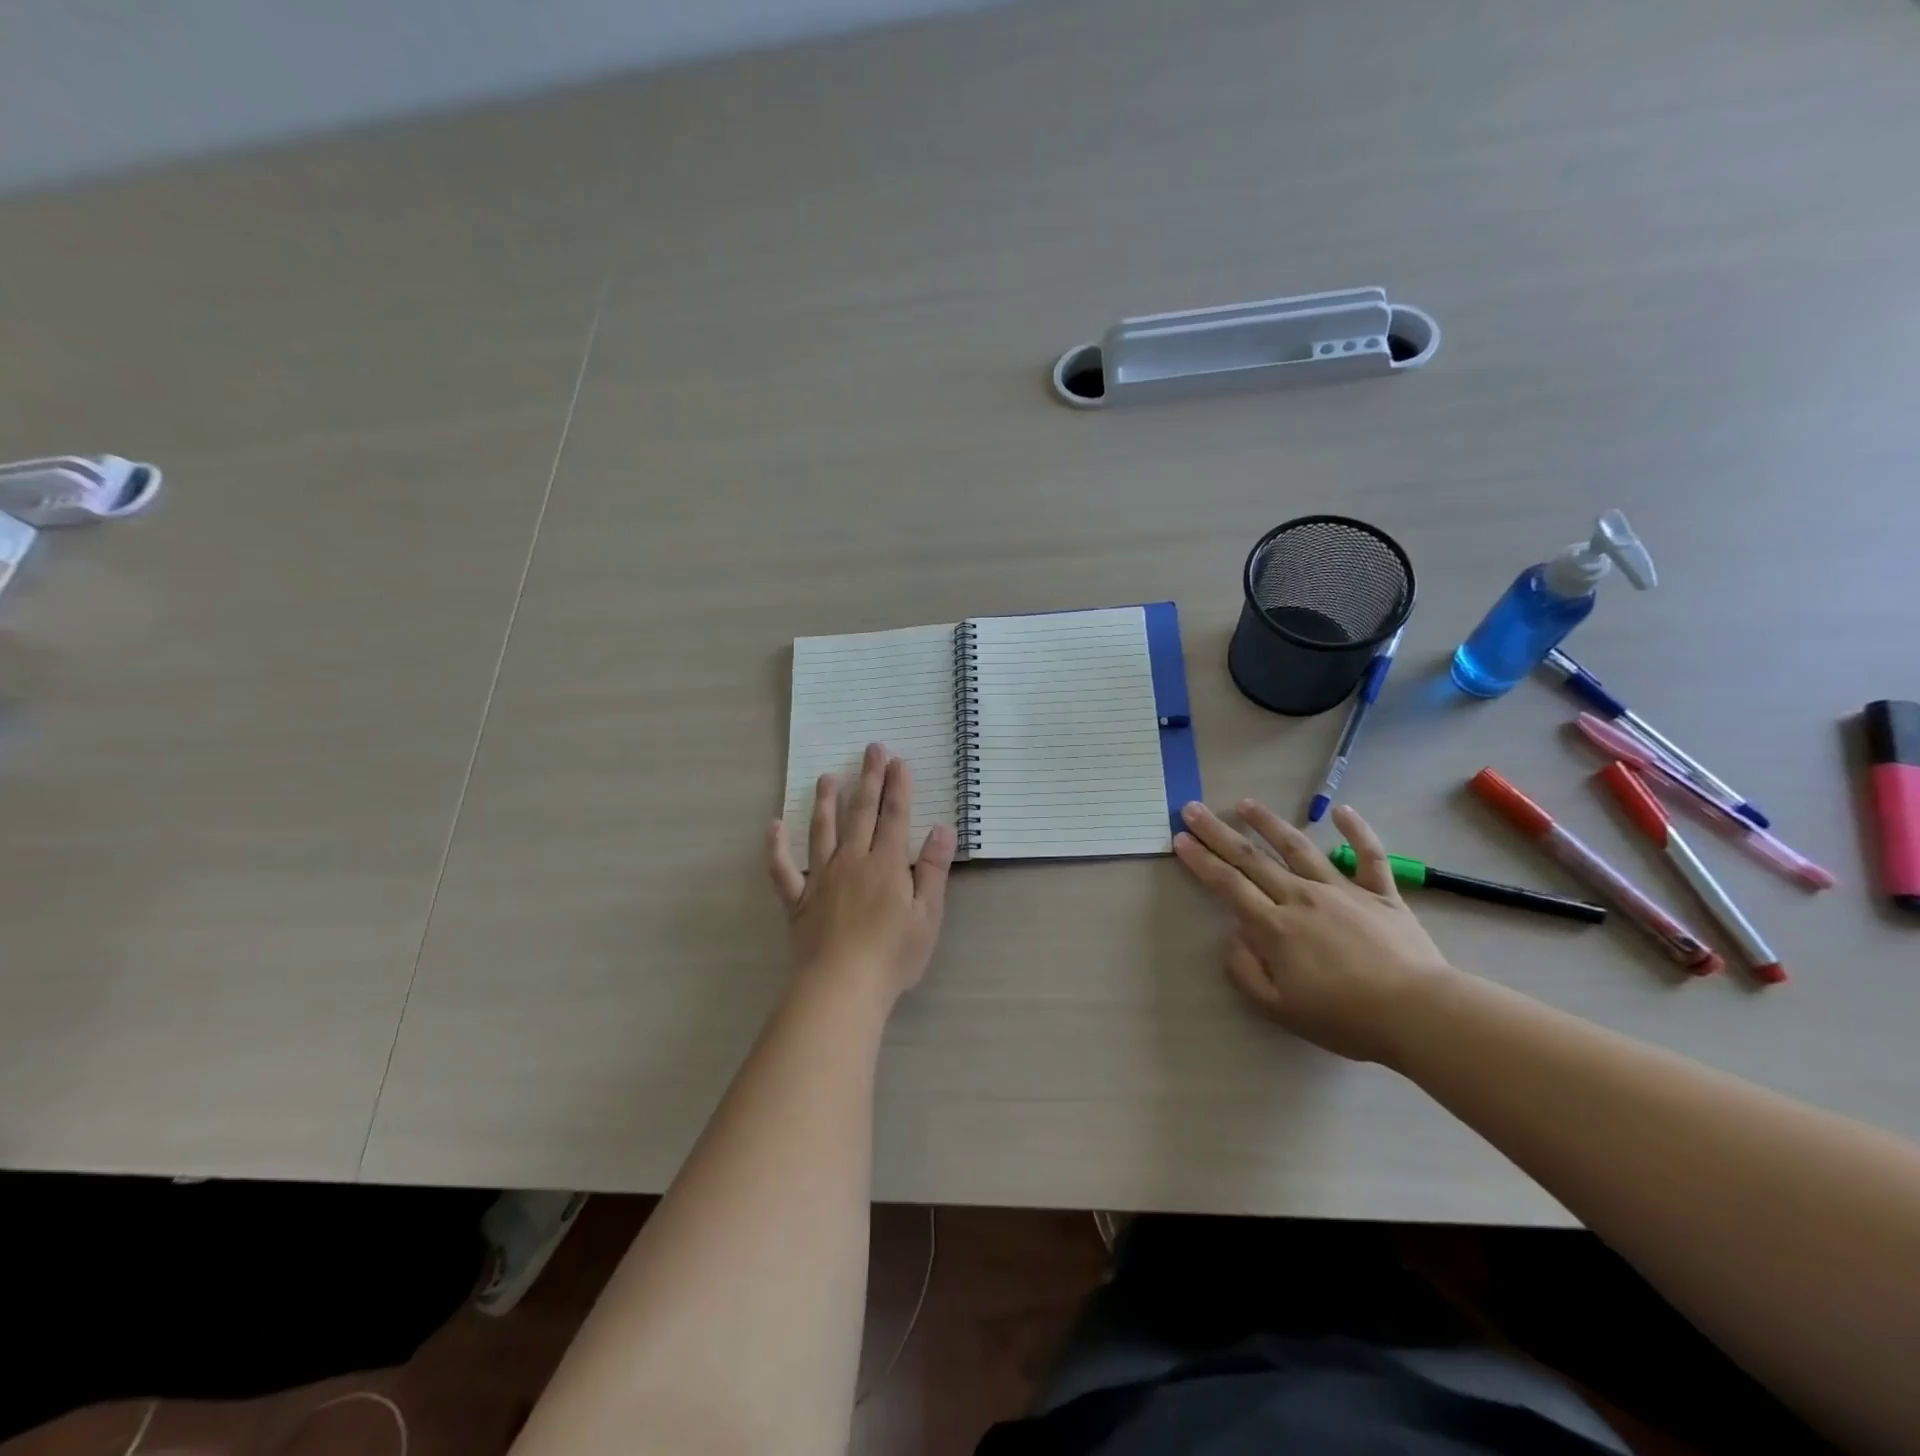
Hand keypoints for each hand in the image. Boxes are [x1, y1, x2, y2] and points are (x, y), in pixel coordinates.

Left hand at [767, 742, 955, 1005]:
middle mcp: (852, 861)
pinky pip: (783, 868)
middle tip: (871, 749)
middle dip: (868, 779)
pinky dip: (776, 846)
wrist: (842, 987)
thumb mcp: (927, 915)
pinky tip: (774, 825)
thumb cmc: (892, 955)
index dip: (898, 787)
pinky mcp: (798, 899)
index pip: (894, 816)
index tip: (898, 760)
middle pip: (861, 813)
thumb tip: (942, 828)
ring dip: (826, 801)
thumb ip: (933, 870)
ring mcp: (821, 878)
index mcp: (886, 865)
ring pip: (822, 830)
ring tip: (828, 776)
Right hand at [1173, 798, 1455, 1063]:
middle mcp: (1301, 897)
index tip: (1180, 839)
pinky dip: (1357, 830)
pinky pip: (1368, 855)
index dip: (1201, 860)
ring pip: (1297, 847)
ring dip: (1267, 823)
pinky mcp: (1380, 893)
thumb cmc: (1344, 1018)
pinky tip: (1342, 810)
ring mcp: (1342, 890)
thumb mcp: (1279, 1009)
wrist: (1419, 1014)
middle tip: (1193, 808)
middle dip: (1217, 832)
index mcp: (1274, 926)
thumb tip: (1231, 937)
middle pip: (1251, 858)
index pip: (1227, 885)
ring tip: (1244, 803)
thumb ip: (1246, 971)